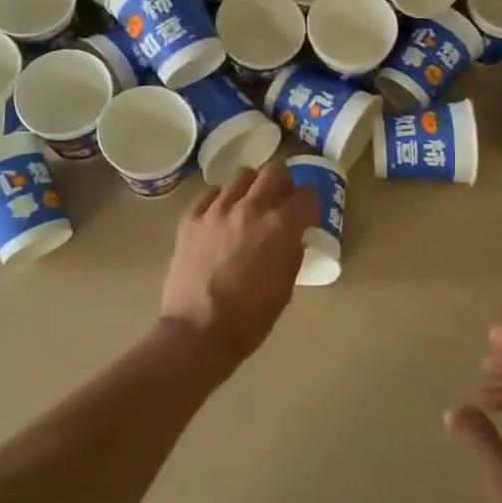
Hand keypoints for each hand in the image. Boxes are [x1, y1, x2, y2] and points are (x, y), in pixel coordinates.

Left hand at [159, 162, 317, 368]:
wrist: (198, 332)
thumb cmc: (250, 317)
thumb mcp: (286, 285)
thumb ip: (292, 251)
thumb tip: (292, 235)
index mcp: (280, 226)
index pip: (307, 195)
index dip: (310, 204)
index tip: (307, 213)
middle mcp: (251, 208)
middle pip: (275, 171)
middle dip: (284, 183)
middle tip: (280, 200)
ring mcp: (217, 210)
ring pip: (242, 176)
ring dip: (252, 187)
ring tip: (249, 205)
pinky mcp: (191, 218)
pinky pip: (211, 193)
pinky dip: (221, 199)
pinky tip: (222, 215)